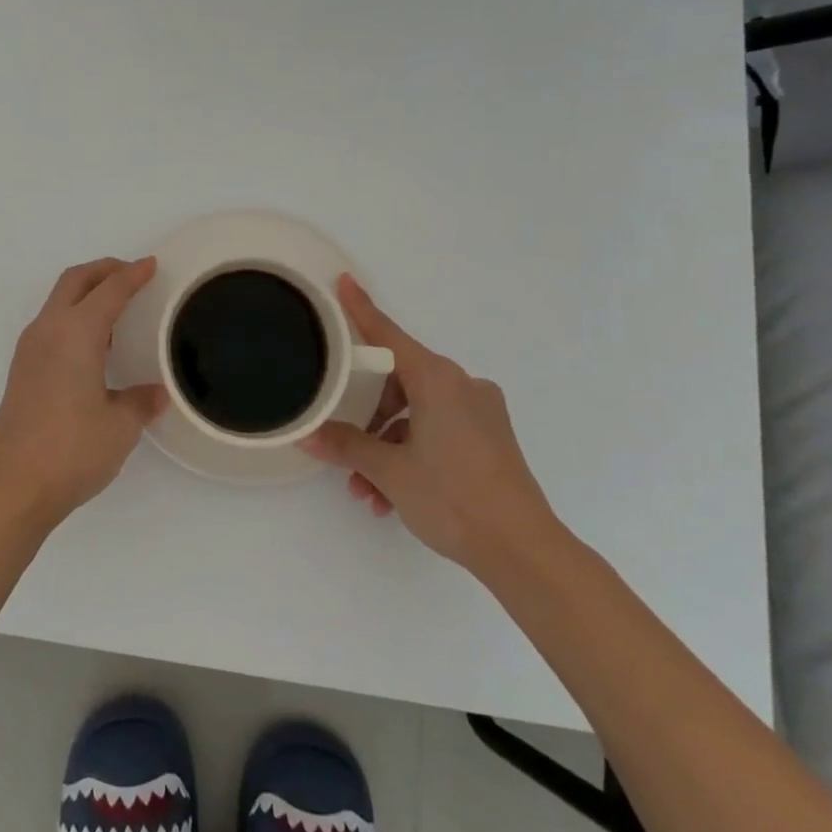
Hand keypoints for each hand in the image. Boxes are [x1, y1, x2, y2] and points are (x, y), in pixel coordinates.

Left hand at [0, 257, 166, 531]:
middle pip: (75, 281)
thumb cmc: (71, 450)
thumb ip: (140, 401)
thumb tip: (157, 393)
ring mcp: (29, 349)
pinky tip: (94, 343)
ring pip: (59, 300)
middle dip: (104, 270)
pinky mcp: (22, 369)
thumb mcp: (120, 426)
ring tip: (117, 307)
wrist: (12, 487)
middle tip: (132, 274)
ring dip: (86, 292)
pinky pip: (52, 324)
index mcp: (76, 333)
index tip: (151, 264)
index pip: (109, 290)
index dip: (133, 275)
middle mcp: (48, 330)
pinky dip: (75, 315)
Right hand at [304, 275, 560, 575]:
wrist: (523, 550)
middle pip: (398, 381)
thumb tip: (307, 435)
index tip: (344, 281)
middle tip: (342, 444)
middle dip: (367, 416)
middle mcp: (462, 385)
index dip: (361, 309)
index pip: (388, 334)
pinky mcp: (489, 438)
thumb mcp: (389, 470)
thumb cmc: (453, 497)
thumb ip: (345, 445)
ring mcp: (480, 412)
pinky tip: (391, 496)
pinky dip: (411, 454)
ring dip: (385, 445)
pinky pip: (437, 431)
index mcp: (438, 379)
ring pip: (416, 413)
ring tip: (365, 488)